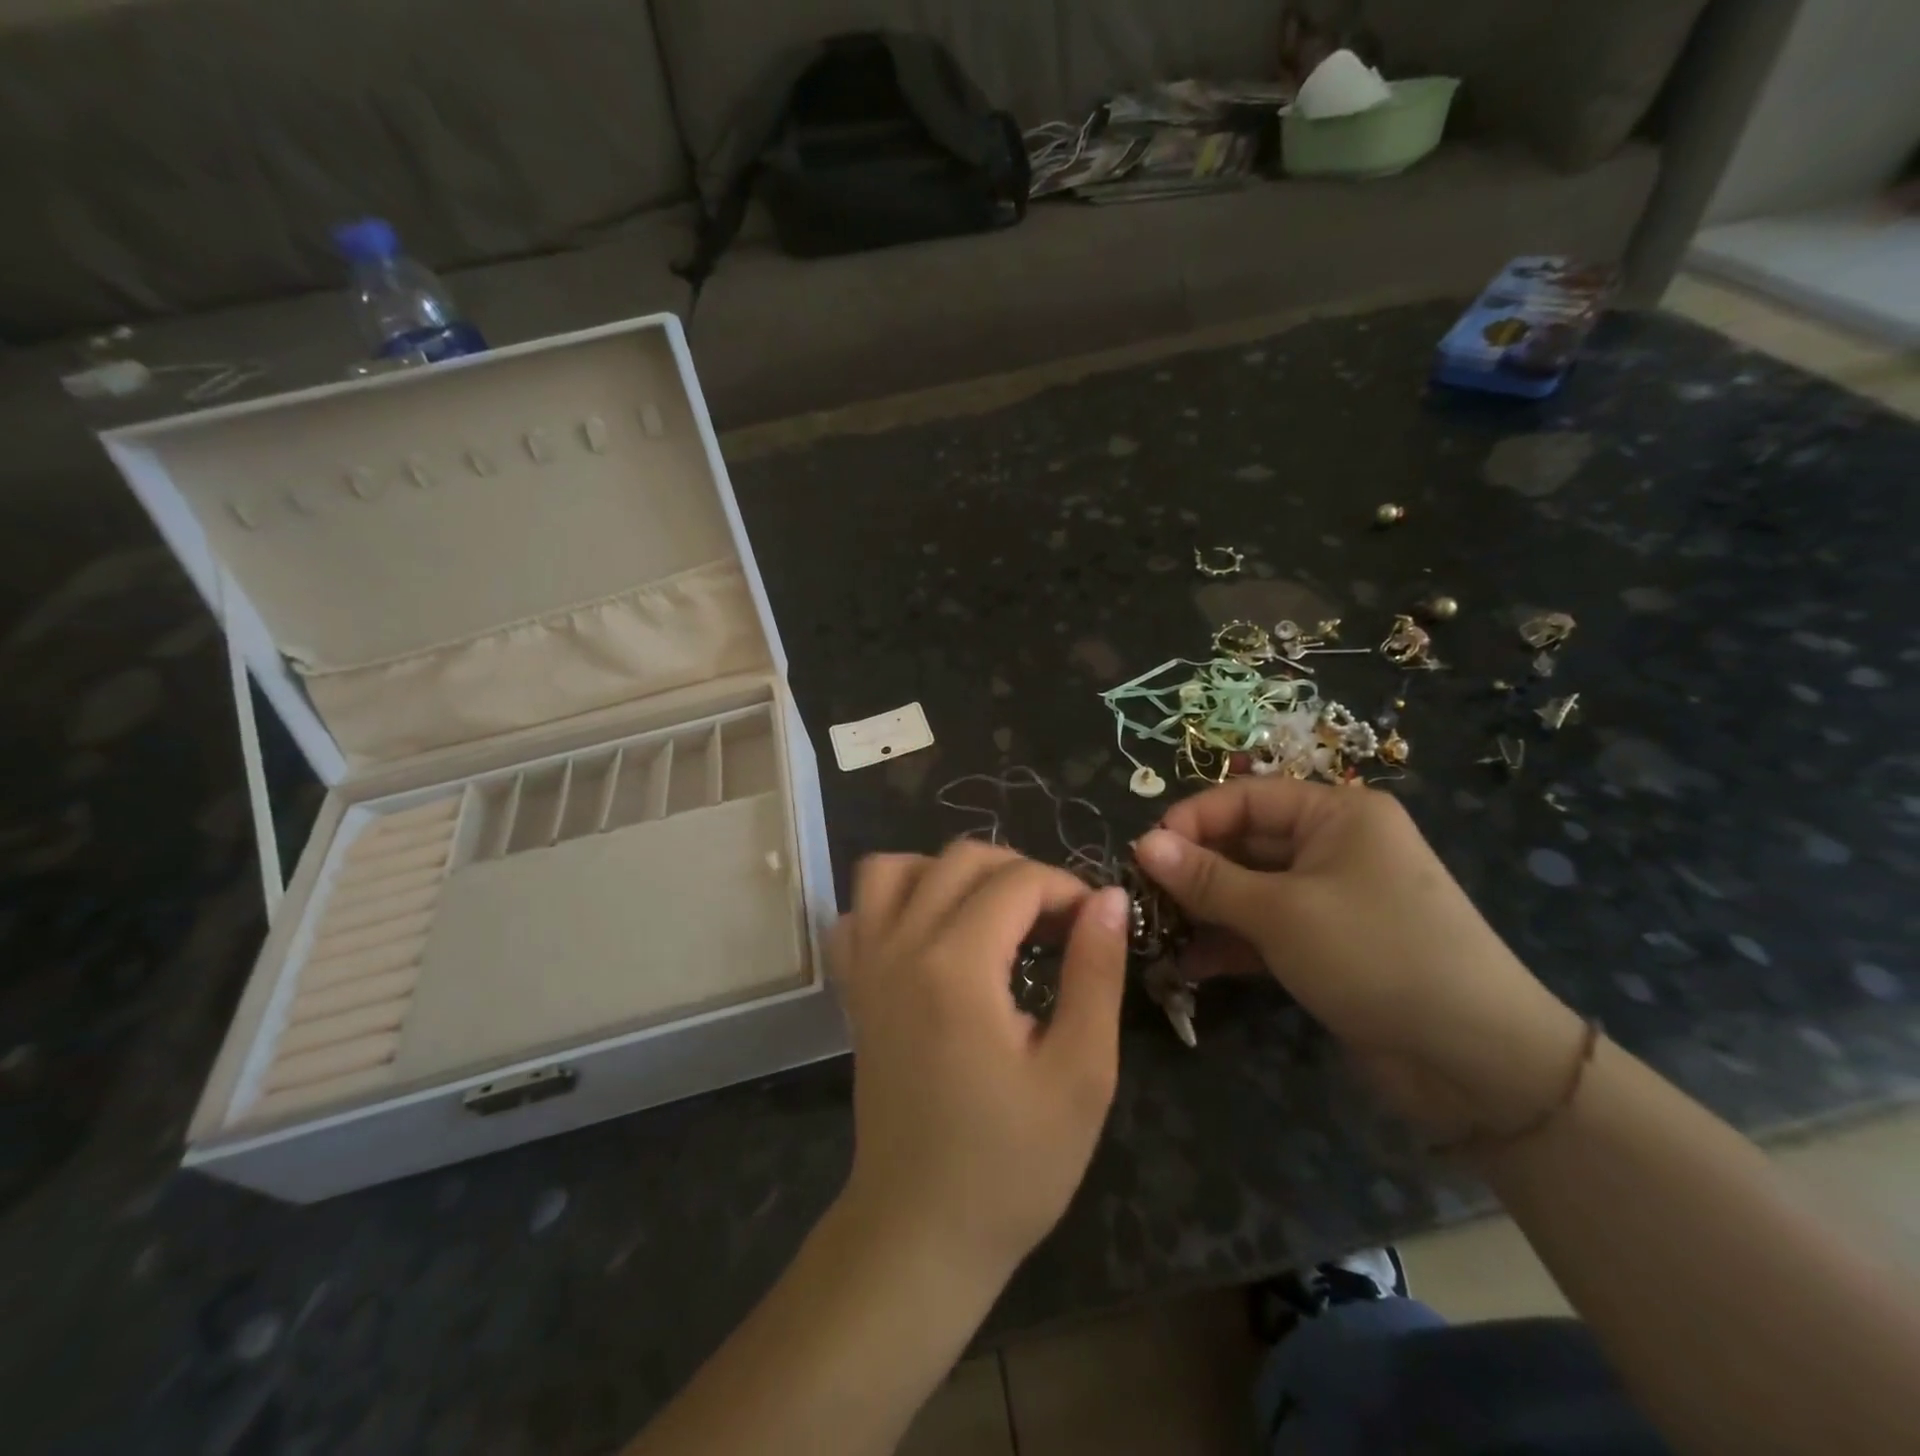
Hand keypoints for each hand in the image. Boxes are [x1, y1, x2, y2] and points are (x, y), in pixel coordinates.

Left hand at [829, 841, 1129, 1277]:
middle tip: (1057, 922)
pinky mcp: (853, 989)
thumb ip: (1095, 973)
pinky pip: (858, 912)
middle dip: (1020, 873)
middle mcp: (901, 946)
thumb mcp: (1080, 1074)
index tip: (1096, 924)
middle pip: (960, 858)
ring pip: (894, 868)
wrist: (919, 1231)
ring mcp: (866, 965)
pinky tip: (930, 934)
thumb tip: (1109, 897)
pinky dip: (894, 901)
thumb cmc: (1011, 1164)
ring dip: (949, 872)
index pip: (1017, 881)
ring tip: (991, 912)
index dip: (1067, 888)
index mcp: (957, 966)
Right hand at [1134, 780, 1584, 1139]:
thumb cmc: (1376, 955)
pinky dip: (1230, 942)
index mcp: (1336, 814)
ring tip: (1154, 932)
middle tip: (1140, 897)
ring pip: (1250, 890)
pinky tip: (1187, 965)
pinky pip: (1266, 929)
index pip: (1245, 798)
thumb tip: (1143, 844)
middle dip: (1192, 871)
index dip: (1190, 821)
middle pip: (1244, 843)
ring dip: (1204, 910)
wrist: (1478, 1061)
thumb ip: (1207, 879)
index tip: (1142, 853)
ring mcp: (1331, 898)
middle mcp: (1334, 846)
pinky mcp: (1328, 945)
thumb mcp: (1281, 912)